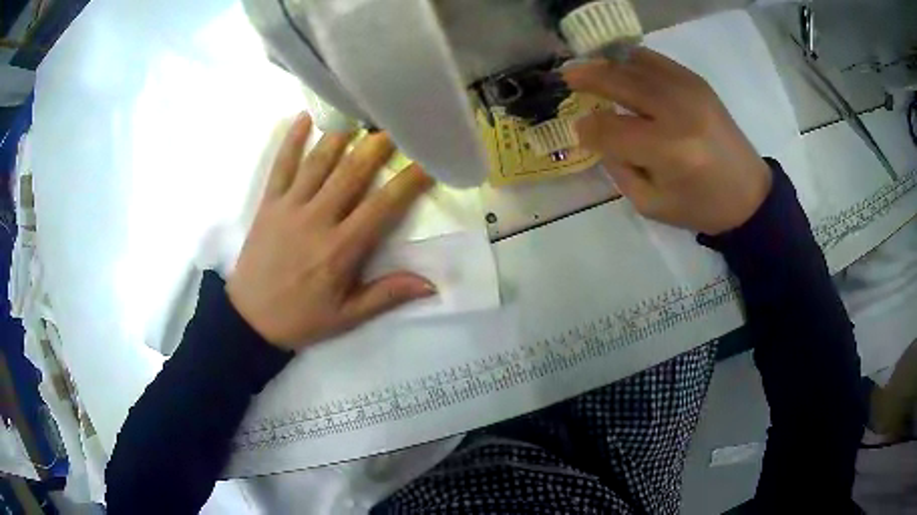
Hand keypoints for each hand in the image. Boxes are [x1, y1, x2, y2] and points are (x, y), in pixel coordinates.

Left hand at [227, 114, 435, 349]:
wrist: (249, 319)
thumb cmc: (301, 318)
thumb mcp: (347, 316)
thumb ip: (387, 295)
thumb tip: (432, 284)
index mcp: (341, 249)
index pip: (382, 206)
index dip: (408, 181)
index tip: (428, 161)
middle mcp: (317, 219)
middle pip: (351, 173)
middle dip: (376, 145)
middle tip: (396, 122)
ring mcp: (289, 207)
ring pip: (318, 162)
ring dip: (341, 134)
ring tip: (360, 111)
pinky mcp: (268, 204)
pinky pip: (281, 165)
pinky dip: (291, 140)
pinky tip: (305, 116)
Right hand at [564, 48, 772, 234]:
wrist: (749, 194)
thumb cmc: (701, 207)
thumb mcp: (652, 204)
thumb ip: (619, 169)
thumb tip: (599, 134)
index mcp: (668, 152)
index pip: (610, 129)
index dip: (587, 128)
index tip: (579, 130)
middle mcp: (678, 113)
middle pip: (620, 83)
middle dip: (587, 78)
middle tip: (567, 77)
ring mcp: (690, 91)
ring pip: (635, 65)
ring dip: (608, 66)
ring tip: (592, 71)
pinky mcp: (698, 82)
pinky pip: (656, 60)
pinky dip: (633, 61)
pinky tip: (624, 70)